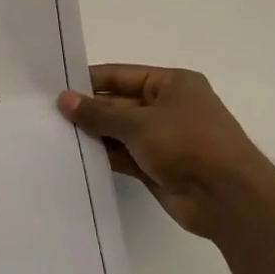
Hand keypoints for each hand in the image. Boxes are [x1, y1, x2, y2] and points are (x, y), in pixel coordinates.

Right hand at [57, 65, 274, 241]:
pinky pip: (124, 155)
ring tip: (53, 135)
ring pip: (119, 131)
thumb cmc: (187, 144)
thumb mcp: (138, 123)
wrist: (227, 198)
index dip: (89, 81)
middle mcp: (168, 107)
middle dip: (88, 110)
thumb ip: (98, 113)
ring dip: (93, 134)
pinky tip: (74, 157)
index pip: (121, 75)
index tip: (55, 88)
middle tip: (47, 114)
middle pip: (118, 103)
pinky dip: (103, 156)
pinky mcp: (158, 166)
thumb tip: (63, 99)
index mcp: (172, 84)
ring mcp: (164, 139)